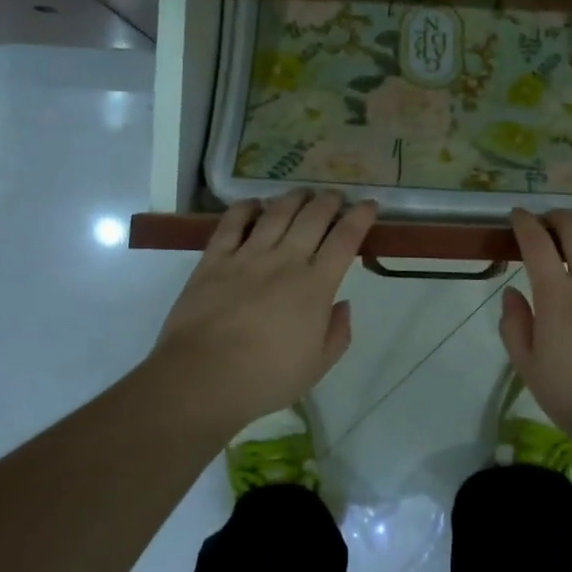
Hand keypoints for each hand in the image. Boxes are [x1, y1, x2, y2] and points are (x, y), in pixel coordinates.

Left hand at [149, 190, 377, 428]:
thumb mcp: (317, 366)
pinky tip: (254, 205)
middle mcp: (286, 261)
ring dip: (293, 198)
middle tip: (335, 197)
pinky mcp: (214, 259)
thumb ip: (337, 333)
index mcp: (315, 286)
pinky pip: (232, 222)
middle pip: (313, 217)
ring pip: (276, 212)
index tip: (368, 204)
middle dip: (329, 201)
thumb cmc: (266, 378)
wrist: (203, 378)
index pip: (345, 239)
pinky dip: (246, 208)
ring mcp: (248, 256)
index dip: (360, 217)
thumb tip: (343, 304)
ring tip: (302, 193)